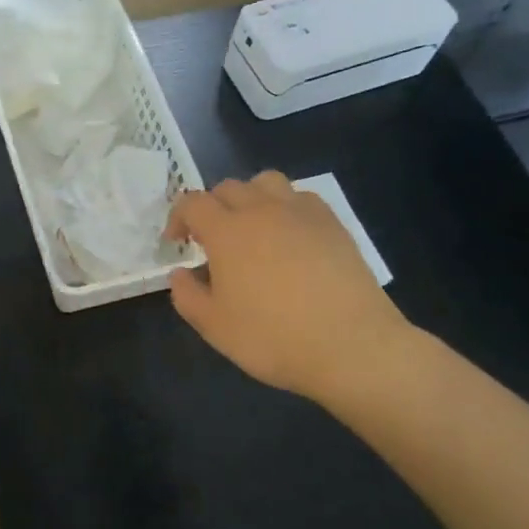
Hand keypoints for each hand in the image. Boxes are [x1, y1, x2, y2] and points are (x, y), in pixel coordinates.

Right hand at [166, 172, 414, 409]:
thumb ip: (187, 295)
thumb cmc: (273, 338)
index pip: (192, 203)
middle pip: (228, 187)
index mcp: (227, 231)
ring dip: (250, 197)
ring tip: (252, 228)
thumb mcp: (214, 327)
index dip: (178, 217)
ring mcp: (300, 213)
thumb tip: (180, 273)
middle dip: (212, 207)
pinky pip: (301, 198)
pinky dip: (285, 207)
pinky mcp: (332, 223)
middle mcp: (261, 210)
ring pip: (266, 182)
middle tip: (212, 240)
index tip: (177, 242)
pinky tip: (289, 237)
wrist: (351, 346)